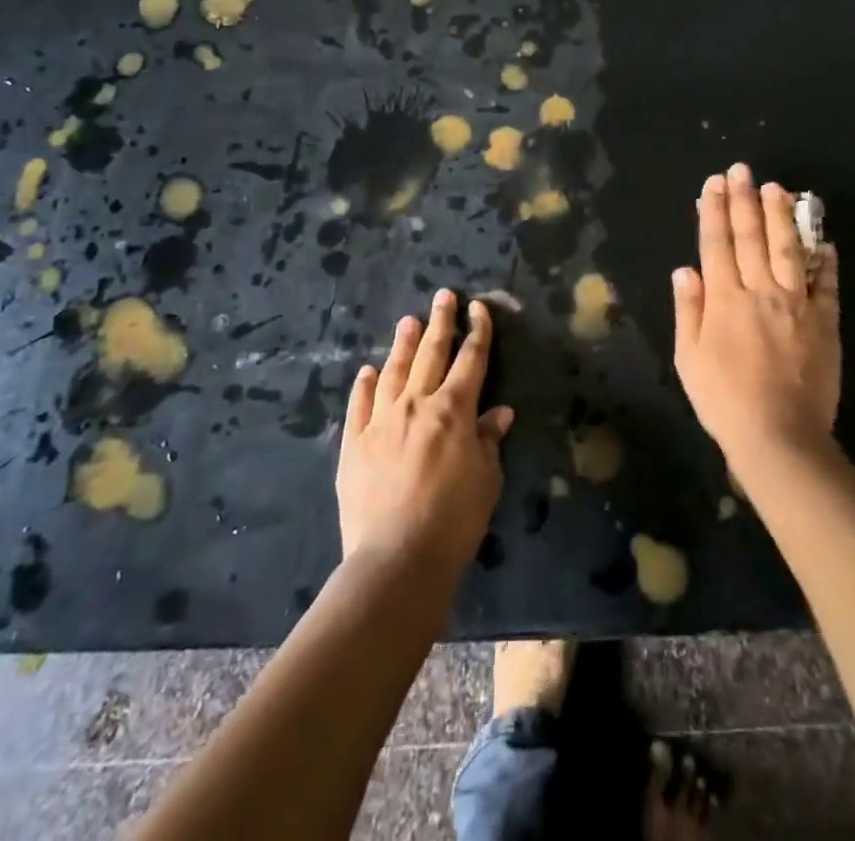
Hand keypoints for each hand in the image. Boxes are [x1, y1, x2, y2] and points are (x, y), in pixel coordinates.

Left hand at [337, 290, 514, 574]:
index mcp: (454, 410)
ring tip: (408, 321)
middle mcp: (416, 404)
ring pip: (394, 371)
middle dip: (440, 322)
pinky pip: (360, 404)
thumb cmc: (454, 520)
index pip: (471, 360)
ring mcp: (381, 421)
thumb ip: (489, 439)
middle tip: (443, 296)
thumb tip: (500, 412)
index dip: (477, 331)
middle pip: (431, 353)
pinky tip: (368, 371)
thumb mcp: (486, 479)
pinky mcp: (354, 443)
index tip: (478, 308)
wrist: (397, 559)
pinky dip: (365, 384)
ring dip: (403, 343)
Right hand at [672, 164, 839, 465]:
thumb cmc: (723, 400)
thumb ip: (687, 310)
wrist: (779, 436)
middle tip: (742, 170)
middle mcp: (760, 290)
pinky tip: (824, 239)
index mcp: (724, 299)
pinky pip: (827, 283)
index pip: (716, 243)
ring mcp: (797, 304)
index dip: (714, 210)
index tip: (713, 184)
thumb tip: (686, 269)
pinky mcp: (825, 321)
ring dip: (781, 216)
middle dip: (744, 199)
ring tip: (778, 188)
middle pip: (751, 236)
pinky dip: (826, 259)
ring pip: (788, 249)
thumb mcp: (688, 358)